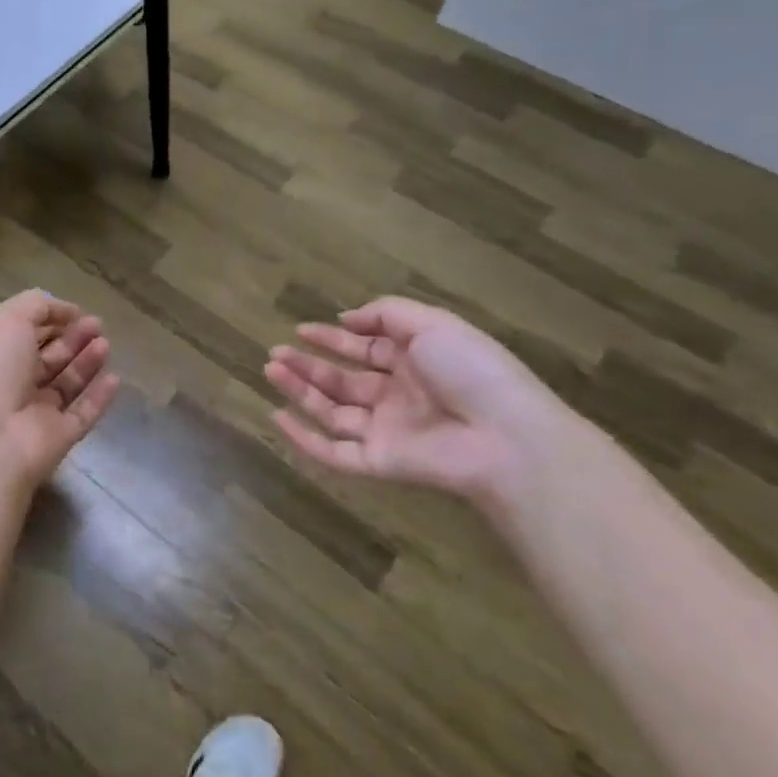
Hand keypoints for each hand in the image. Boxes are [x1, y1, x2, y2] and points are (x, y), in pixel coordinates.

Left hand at [0, 290, 120, 496]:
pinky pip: (82, 413)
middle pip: (46, 357)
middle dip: (72, 338)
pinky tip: (115, 378)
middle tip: (97, 324)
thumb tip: (64, 311)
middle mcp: (10, 383)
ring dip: (86, 362)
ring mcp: (34, 413)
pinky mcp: (57, 437)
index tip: (74, 311)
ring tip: (106, 343)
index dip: (47, 319)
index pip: (21, 332)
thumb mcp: (7, 319)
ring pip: (66, 383)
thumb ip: (36, 306)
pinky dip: (98, 396)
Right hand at [266, 296, 579, 509]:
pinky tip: (278, 417)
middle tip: (275, 353)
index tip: (300, 329)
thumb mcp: (434, 324)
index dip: (333, 338)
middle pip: (342, 380)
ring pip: (331, 411)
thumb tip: (346, 318)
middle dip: (308, 365)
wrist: (507, 438)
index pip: (365, 349)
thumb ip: (387, 313)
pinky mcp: (377, 463)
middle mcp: (397, 397)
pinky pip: (333, 453)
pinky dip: (303, 439)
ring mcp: (386, 432)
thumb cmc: (473, 371)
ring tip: (271, 370)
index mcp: (414, 363)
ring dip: (300, 391)